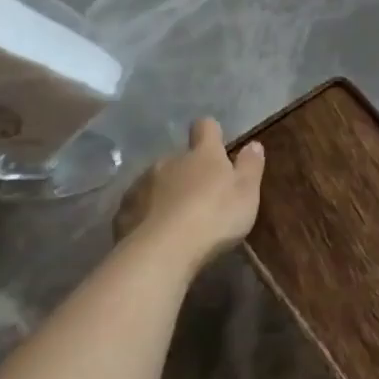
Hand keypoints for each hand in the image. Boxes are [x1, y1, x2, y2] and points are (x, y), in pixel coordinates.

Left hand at [113, 118, 264, 266]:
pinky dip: (147, 214)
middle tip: (202, 196)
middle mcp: (169, 161)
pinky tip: (156, 233)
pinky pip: (139, 205)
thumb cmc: (215, 216)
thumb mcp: (247, 192)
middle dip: (189, 171)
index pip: (205, 128)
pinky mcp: (124, 210)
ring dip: (167, 192)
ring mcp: (142, 184)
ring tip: (177, 218)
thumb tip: (254, 144)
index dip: (211, 132)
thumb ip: (250, 166)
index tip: (217, 143)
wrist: (163, 250)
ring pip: (157, 181)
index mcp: (202, 154)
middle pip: (180, 158)